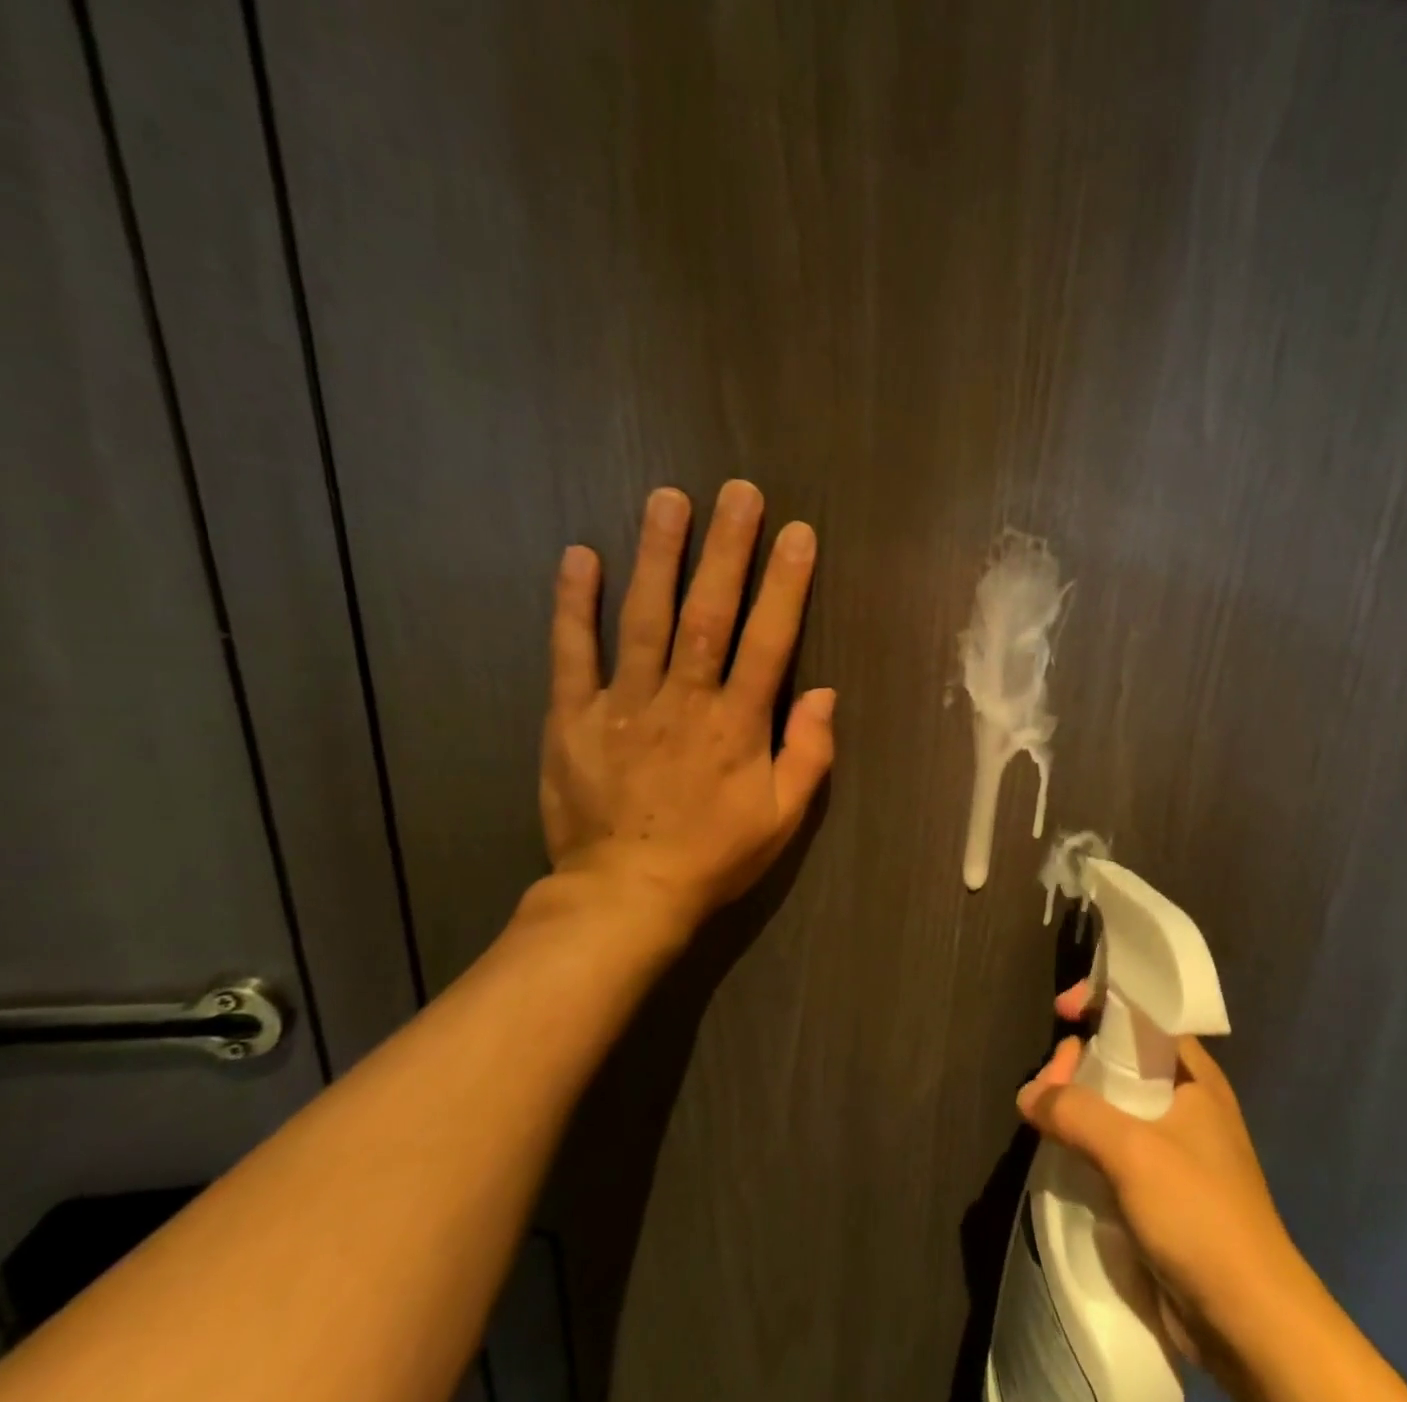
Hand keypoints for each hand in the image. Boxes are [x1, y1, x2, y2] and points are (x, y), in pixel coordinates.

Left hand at [539, 479, 834, 937]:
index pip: (770, 641)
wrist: (625, 895)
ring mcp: (624, 704)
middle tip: (739, 493)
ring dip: (658, 555)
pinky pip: (572, 653)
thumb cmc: (714, 856)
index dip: (786, 585)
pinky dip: (574, 604)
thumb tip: (826, 694)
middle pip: (708, 614)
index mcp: (738, 726)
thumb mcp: (783, 819)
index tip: (798, 534)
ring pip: (643, 618)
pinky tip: (581, 556)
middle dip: (727, 550)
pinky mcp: (573, 717)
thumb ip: (809, 755)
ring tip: (668, 499)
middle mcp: (684, 701)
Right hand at [1016, 979, 1300, 1374]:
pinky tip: (1060, 1151)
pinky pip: (1115, 1148)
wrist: (1250, 1324)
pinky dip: (1086, 1142)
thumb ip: (1075, 1112)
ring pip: (1115, 1105)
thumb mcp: (1133, 1152)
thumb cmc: (1200, 1215)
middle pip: (1122, 1059)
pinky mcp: (1161, 1191)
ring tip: (1044, 1116)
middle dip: (1080, 1060)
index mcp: (1194, 1077)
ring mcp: (1174, 1149)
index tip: (1061, 1011)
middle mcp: (1186, 1104)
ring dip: (1078, 1103)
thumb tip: (1028, 1094)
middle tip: (1048, 1080)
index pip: (1145, 1016)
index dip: (1102, 1002)